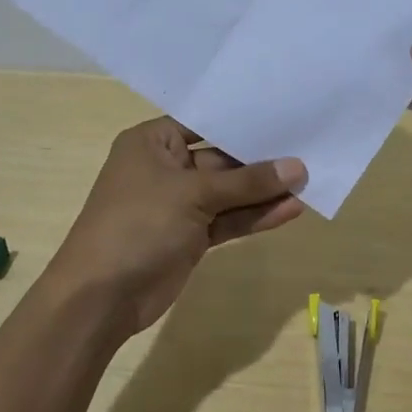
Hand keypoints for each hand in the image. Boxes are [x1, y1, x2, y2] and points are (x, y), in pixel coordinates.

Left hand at [47, 118, 307, 338]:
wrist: (101, 297)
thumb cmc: (138, 224)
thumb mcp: (193, 194)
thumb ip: (247, 182)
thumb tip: (297, 167)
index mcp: (153, 142)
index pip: (205, 122)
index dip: (243, 121)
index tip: (286, 113)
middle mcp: (166, 167)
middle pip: (221, 158)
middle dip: (262, 160)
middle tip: (309, 149)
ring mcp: (179, 205)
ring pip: (229, 193)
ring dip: (264, 191)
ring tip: (310, 182)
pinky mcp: (191, 236)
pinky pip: (228, 220)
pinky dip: (255, 216)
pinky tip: (291, 210)